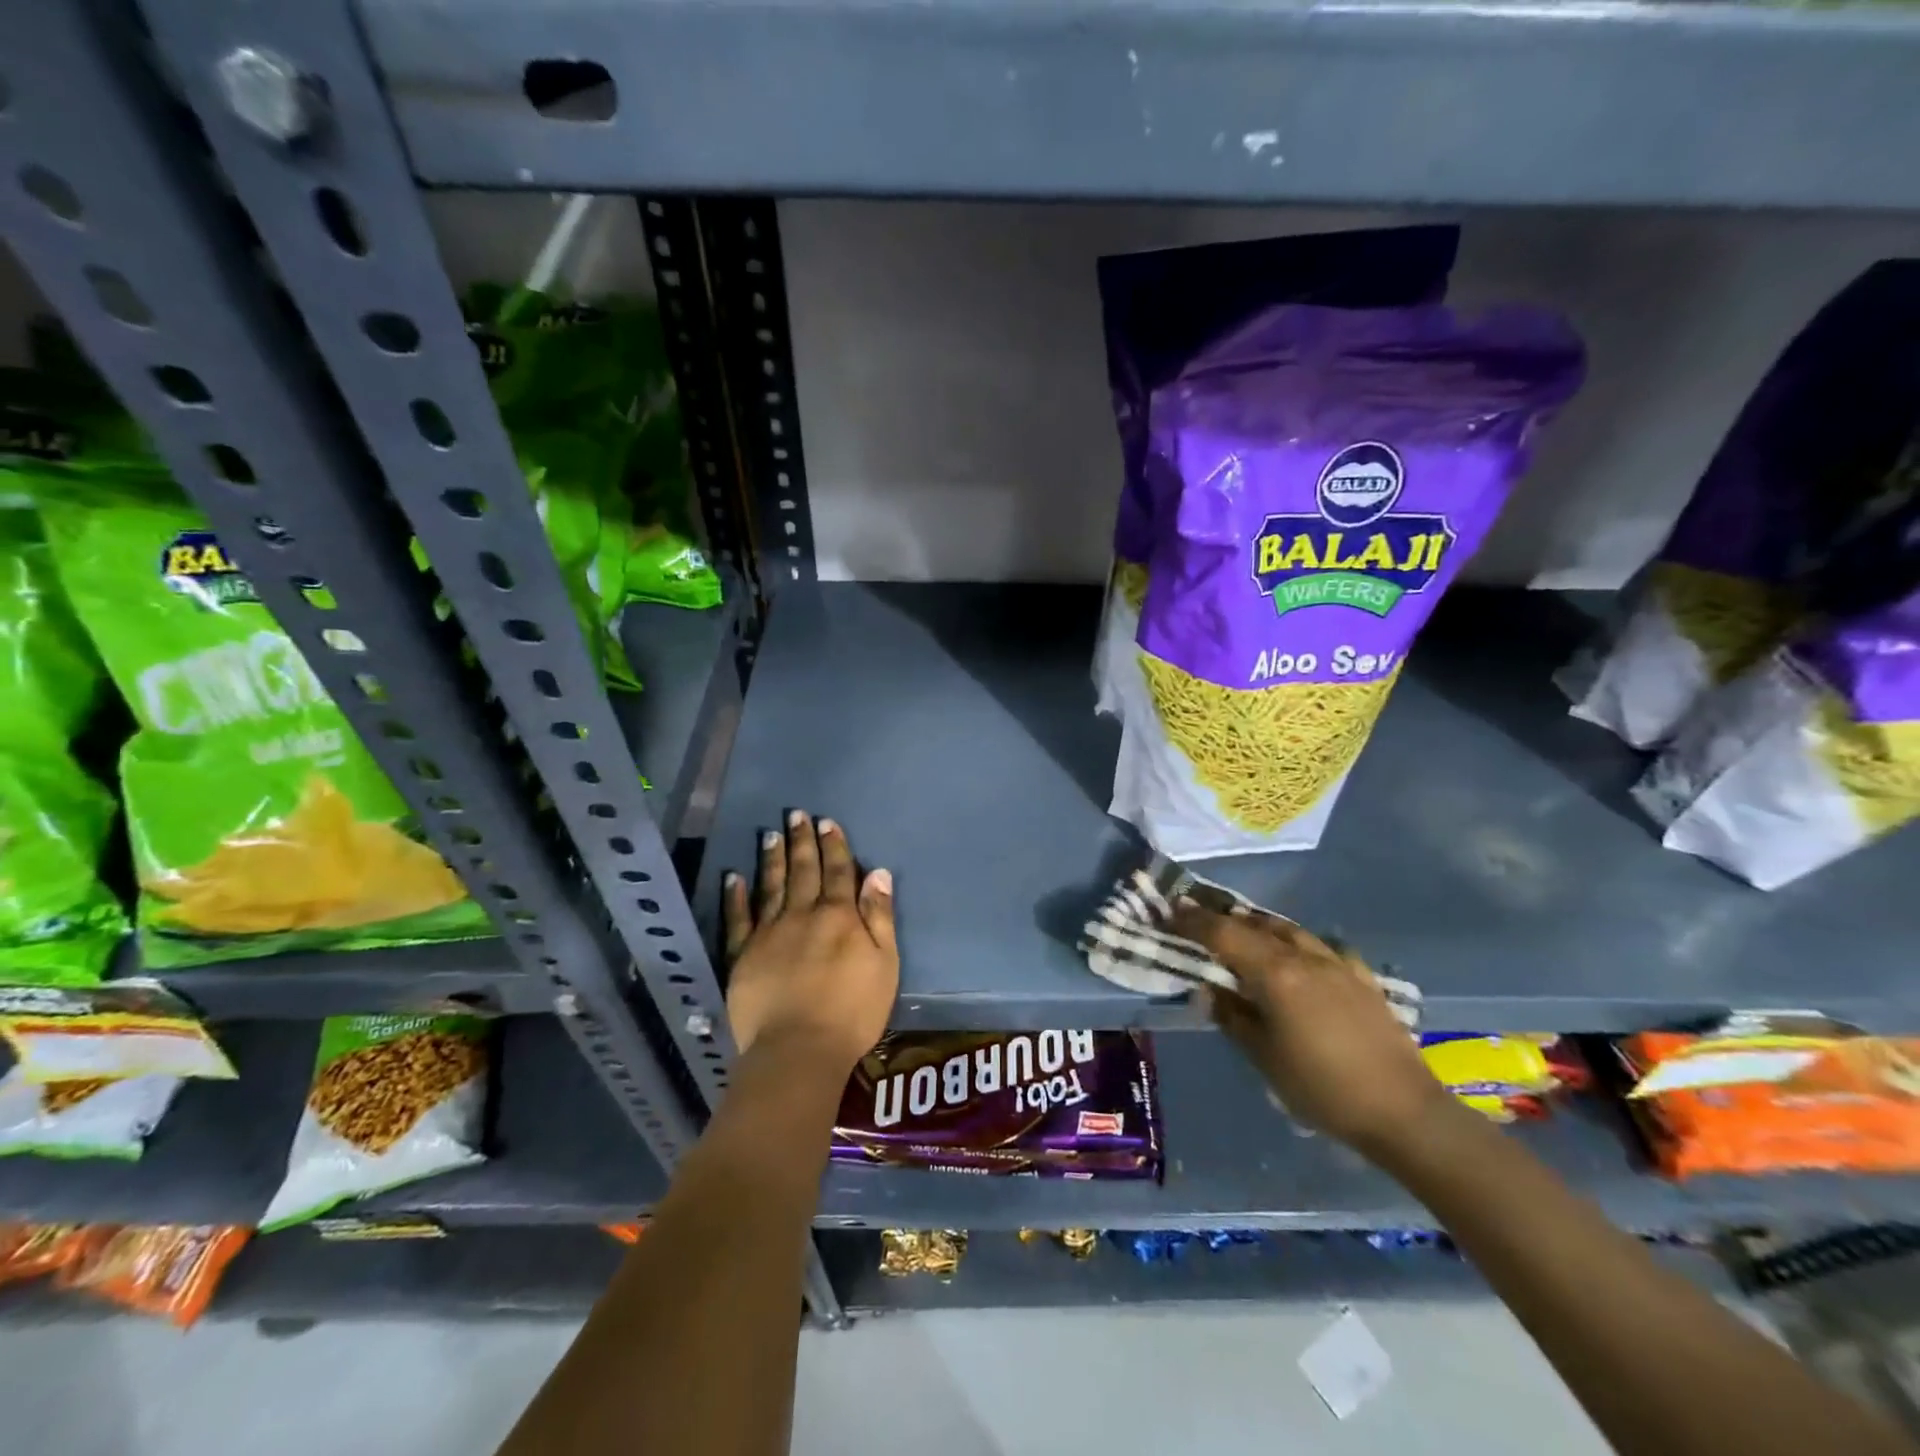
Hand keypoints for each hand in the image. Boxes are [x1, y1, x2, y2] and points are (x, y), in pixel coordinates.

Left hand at [721, 810, 897, 1077]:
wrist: (799, 1049)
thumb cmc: (853, 1010)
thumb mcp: (884, 963)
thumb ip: (880, 917)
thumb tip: (877, 873)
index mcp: (839, 916)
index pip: (838, 872)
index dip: (834, 846)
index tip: (827, 822)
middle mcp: (803, 915)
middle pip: (803, 871)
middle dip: (802, 842)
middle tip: (796, 815)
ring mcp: (769, 933)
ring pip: (771, 886)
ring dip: (772, 859)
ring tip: (770, 834)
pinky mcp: (743, 955)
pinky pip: (738, 919)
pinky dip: (735, 896)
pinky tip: (733, 877)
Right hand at [1170, 902, 1456, 1156]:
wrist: (1404, 1111)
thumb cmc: (1322, 1087)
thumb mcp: (1263, 1058)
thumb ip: (1232, 1017)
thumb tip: (1209, 992)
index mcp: (1275, 973)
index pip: (1223, 934)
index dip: (1193, 921)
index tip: (1170, 910)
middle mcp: (1304, 956)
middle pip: (1255, 924)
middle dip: (1223, 918)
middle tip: (1198, 916)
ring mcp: (1337, 963)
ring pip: (1289, 929)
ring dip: (1259, 925)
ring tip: (1241, 929)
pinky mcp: (1361, 978)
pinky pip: (1321, 946)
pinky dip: (1297, 942)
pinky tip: (1298, 955)